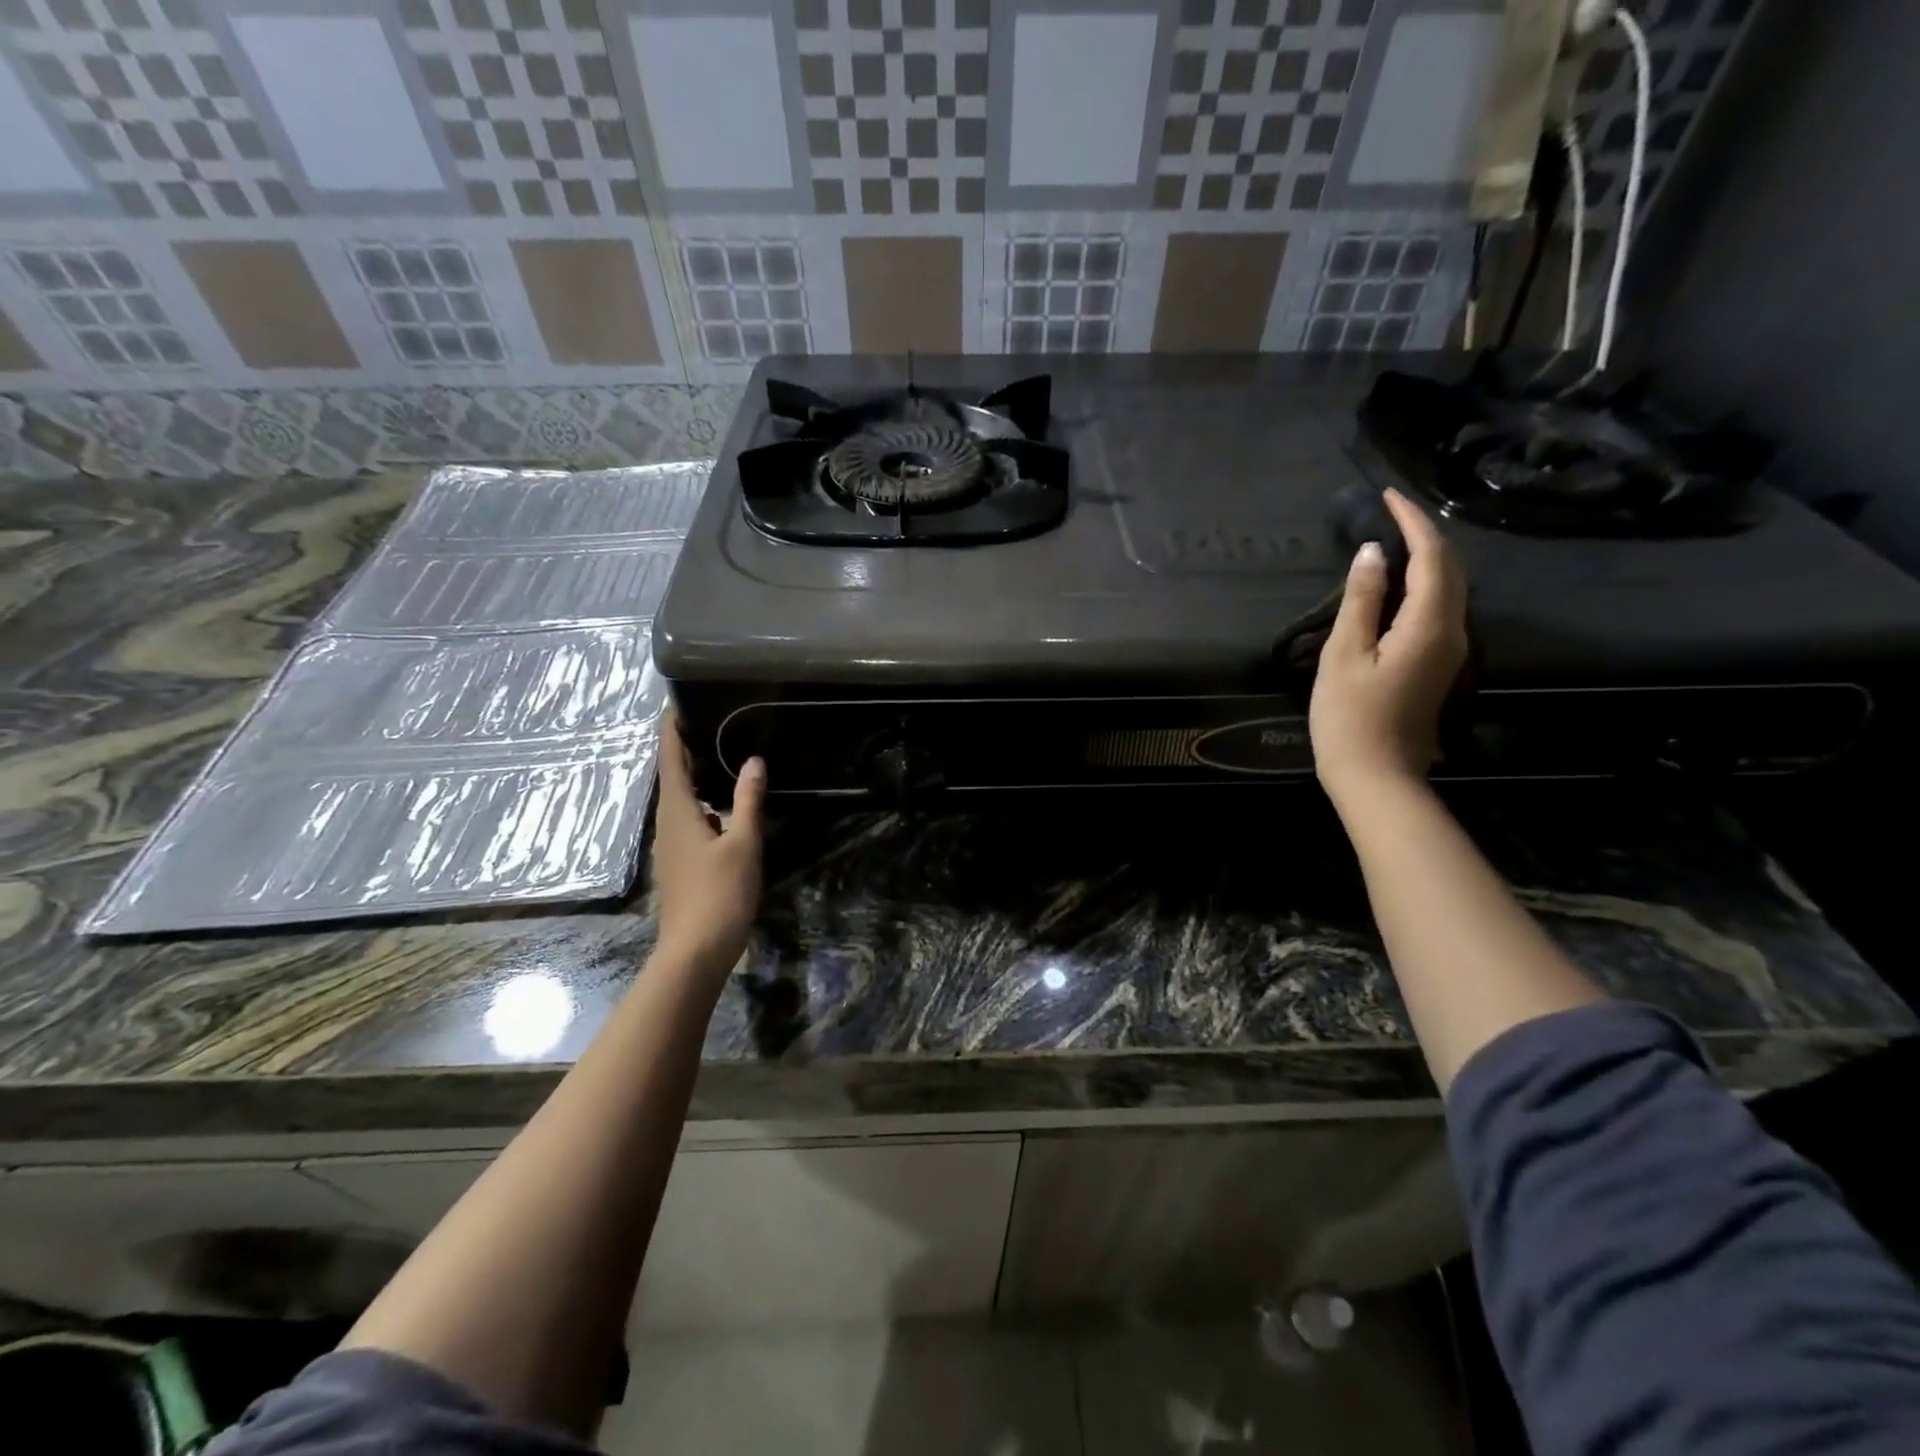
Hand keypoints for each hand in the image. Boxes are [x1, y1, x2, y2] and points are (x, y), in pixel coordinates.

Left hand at [650, 711, 766, 976]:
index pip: (670, 758)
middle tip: (709, 720)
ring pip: (679, 799)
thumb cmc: (719, 894)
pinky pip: (687, 819)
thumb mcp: (743, 844)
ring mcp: (670, 846)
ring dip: (694, 775)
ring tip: (718, 754)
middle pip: (672, 776)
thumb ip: (748, 801)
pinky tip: (721, 805)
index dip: (671, 729)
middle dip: (685, 747)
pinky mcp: (680, 863)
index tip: (676, 702)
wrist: (695, 952)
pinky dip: (701, 801)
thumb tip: (753, 761)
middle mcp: (667, 823)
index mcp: (677, 811)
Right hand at [1309, 488, 1468, 801]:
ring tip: (1397, 537)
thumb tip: (1372, 554)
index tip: (1389, 496)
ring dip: (1429, 556)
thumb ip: (1360, 601)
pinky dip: (1426, 582)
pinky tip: (1402, 581)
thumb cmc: (1350, 718)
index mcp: (1430, 625)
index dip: (1413, 522)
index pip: (1431, 557)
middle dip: (1426, 533)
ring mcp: (1452, 649)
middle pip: (1451, 568)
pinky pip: (1442, 607)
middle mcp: (1454, 631)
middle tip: (1393, 511)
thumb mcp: (1344, 656)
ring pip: (1452, 587)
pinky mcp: (1441, 663)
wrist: (1377, 774)